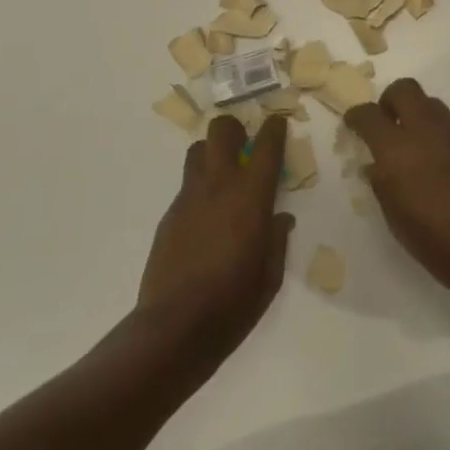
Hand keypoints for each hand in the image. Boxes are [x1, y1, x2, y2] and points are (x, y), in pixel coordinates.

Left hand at [137, 114, 295, 358]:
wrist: (175, 327)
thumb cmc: (234, 303)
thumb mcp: (270, 275)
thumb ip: (276, 239)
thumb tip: (280, 218)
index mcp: (250, 197)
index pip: (266, 146)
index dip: (274, 128)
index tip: (277, 123)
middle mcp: (218, 186)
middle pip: (221, 131)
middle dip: (234, 129)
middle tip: (244, 144)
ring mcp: (188, 198)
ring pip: (197, 152)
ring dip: (212, 154)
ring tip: (223, 177)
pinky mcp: (169, 215)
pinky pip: (187, 187)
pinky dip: (200, 189)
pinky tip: (206, 219)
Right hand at [345, 79, 449, 303]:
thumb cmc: (436, 243)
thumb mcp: (395, 218)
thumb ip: (381, 184)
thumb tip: (374, 165)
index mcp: (397, 150)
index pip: (368, 114)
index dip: (356, 116)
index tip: (352, 125)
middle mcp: (426, 132)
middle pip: (405, 90)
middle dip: (390, 100)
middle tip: (386, 123)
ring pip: (431, 104)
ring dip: (417, 115)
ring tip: (412, 145)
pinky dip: (437, 136)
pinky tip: (437, 166)